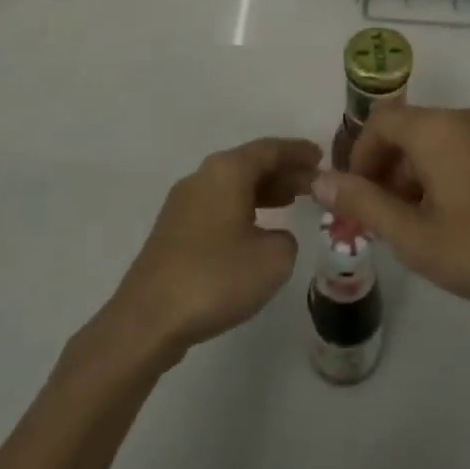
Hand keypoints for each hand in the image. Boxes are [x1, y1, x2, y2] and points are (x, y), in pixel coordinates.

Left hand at [103, 137, 320, 366]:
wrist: (148, 319)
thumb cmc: (216, 278)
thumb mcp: (273, 259)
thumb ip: (286, 239)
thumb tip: (272, 237)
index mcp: (227, 171)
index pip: (270, 149)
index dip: (298, 151)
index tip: (321, 156)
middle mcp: (203, 177)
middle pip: (250, 164)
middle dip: (283, 171)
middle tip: (314, 183)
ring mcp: (183, 203)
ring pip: (233, 185)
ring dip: (264, 190)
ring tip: (292, 201)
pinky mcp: (174, 230)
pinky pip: (219, 204)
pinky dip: (244, 207)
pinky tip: (257, 228)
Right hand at [314, 104, 469, 313]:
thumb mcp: (417, 237)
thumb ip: (364, 204)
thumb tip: (319, 179)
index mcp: (437, 129)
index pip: (380, 122)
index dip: (359, 157)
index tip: (358, 200)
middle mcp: (468, 116)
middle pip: (411, 130)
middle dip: (388, 170)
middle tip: (386, 220)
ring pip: (442, 141)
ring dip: (420, 174)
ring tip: (424, 225)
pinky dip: (451, 172)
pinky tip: (464, 218)